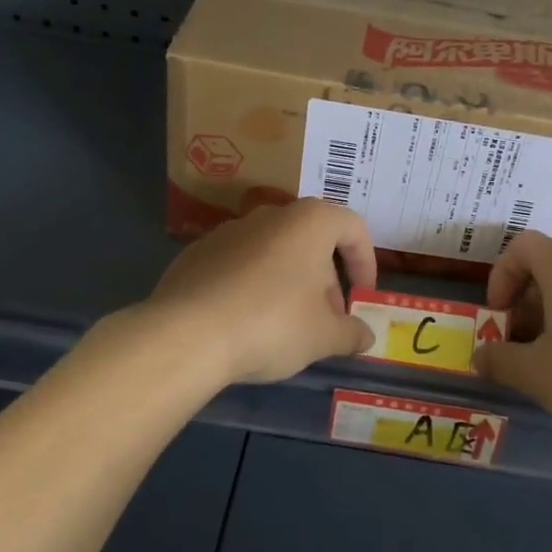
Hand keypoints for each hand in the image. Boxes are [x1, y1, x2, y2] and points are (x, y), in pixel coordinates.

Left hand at [149, 199, 376, 384]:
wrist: (186, 334)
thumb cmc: (272, 324)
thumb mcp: (324, 337)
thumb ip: (351, 333)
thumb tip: (365, 336)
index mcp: (310, 222)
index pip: (353, 228)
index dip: (365, 262)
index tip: (363, 297)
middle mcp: (271, 215)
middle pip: (312, 240)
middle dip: (326, 278)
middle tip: (327, 319)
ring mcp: (229, 230)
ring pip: (274, 251)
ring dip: (289, 281)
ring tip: (286, 325)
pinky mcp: (197, 253)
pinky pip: (238, 265)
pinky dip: (251, 286)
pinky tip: (245, 323)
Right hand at [476, 232, 551, 446]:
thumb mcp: (535, 373)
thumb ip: (500, 360)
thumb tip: (479, 356)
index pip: (521, 245)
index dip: (500, 275)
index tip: (496, 315)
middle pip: (547, 266)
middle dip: (523, 300)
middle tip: (515, 341)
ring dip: (549, 316)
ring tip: (544, 359)